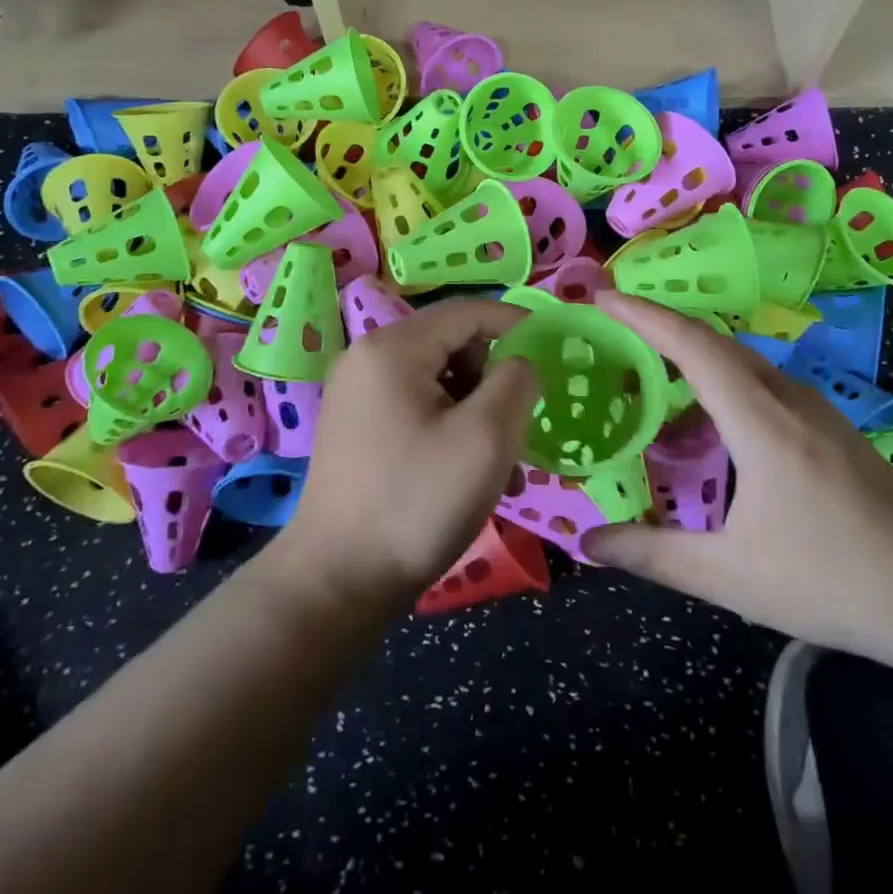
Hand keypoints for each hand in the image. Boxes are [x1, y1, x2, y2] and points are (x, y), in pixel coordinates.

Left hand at [277, 298, 537, 603]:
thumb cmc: (418, 502)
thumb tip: (520, 362)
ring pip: (437, 378)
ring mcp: (357, 393)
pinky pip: (416, 405)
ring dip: (476, 408)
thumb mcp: (487, 438)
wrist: (338, 582)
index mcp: (394, 347)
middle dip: (494, 376)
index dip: (516, 323)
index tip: (554, 352)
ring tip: (500, 462)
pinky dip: (449, 425)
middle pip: (452, 342)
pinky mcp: (356, 426)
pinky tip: (468, 472)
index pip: (469, 310)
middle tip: (519, 425)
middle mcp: (368, 357)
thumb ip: (516, 381)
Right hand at [582, 293, 892, 666]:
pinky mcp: (823, 421)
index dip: (643, 315)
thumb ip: (653, 555)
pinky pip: (756, 378)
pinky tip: (699, 409)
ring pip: (736, 356)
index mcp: (761, 422)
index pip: (692, 345)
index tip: (601, 298)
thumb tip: (588, 541)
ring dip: (686, 348)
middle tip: (606, 327)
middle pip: (712, 340)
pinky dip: (714, 374)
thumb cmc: (836, 583)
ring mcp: (810, 406)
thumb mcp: (733, 578)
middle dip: (657, 324)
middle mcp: (785, 397)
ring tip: (640, 361)